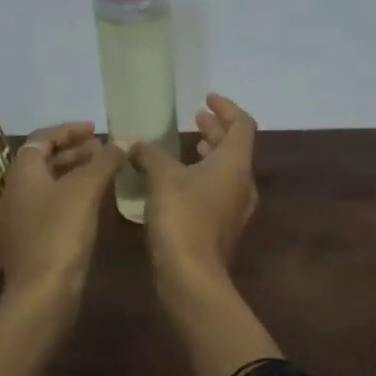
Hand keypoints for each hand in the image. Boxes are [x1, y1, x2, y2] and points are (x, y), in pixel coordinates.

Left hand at [0, 121, 126, 308]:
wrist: (42, 294)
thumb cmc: (60, 233)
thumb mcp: (85, 190)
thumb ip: (105, 161)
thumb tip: (125, 140)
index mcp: (23, 173)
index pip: (42, 138)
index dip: (68, 130)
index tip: (95, 130)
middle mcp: (18, 191)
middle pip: (45, 160)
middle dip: (75, 151)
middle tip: (105, 150)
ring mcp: (25, 217)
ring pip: (52, 184)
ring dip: (77, 173)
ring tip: (107, 172)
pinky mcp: (36, 239)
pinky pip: (55, 206)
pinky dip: (76, 196)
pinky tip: (98, 203)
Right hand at [128, 93, 258, 293]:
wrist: (192, 276)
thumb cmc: (182, 219)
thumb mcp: (161, 180)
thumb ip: (149, 155)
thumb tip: (133, 142)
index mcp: (234, 164)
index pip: (242, 124)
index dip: (226, 108)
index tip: (206, 99)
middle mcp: (242, 182)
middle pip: (235, 146)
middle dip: (216, 129)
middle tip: (195, 118)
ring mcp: (235, 207)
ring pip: (227, 169)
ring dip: (210, 153)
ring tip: (189, 145)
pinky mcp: (223, 225)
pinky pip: (219, 188)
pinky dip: (204, 175)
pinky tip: (179, 180)